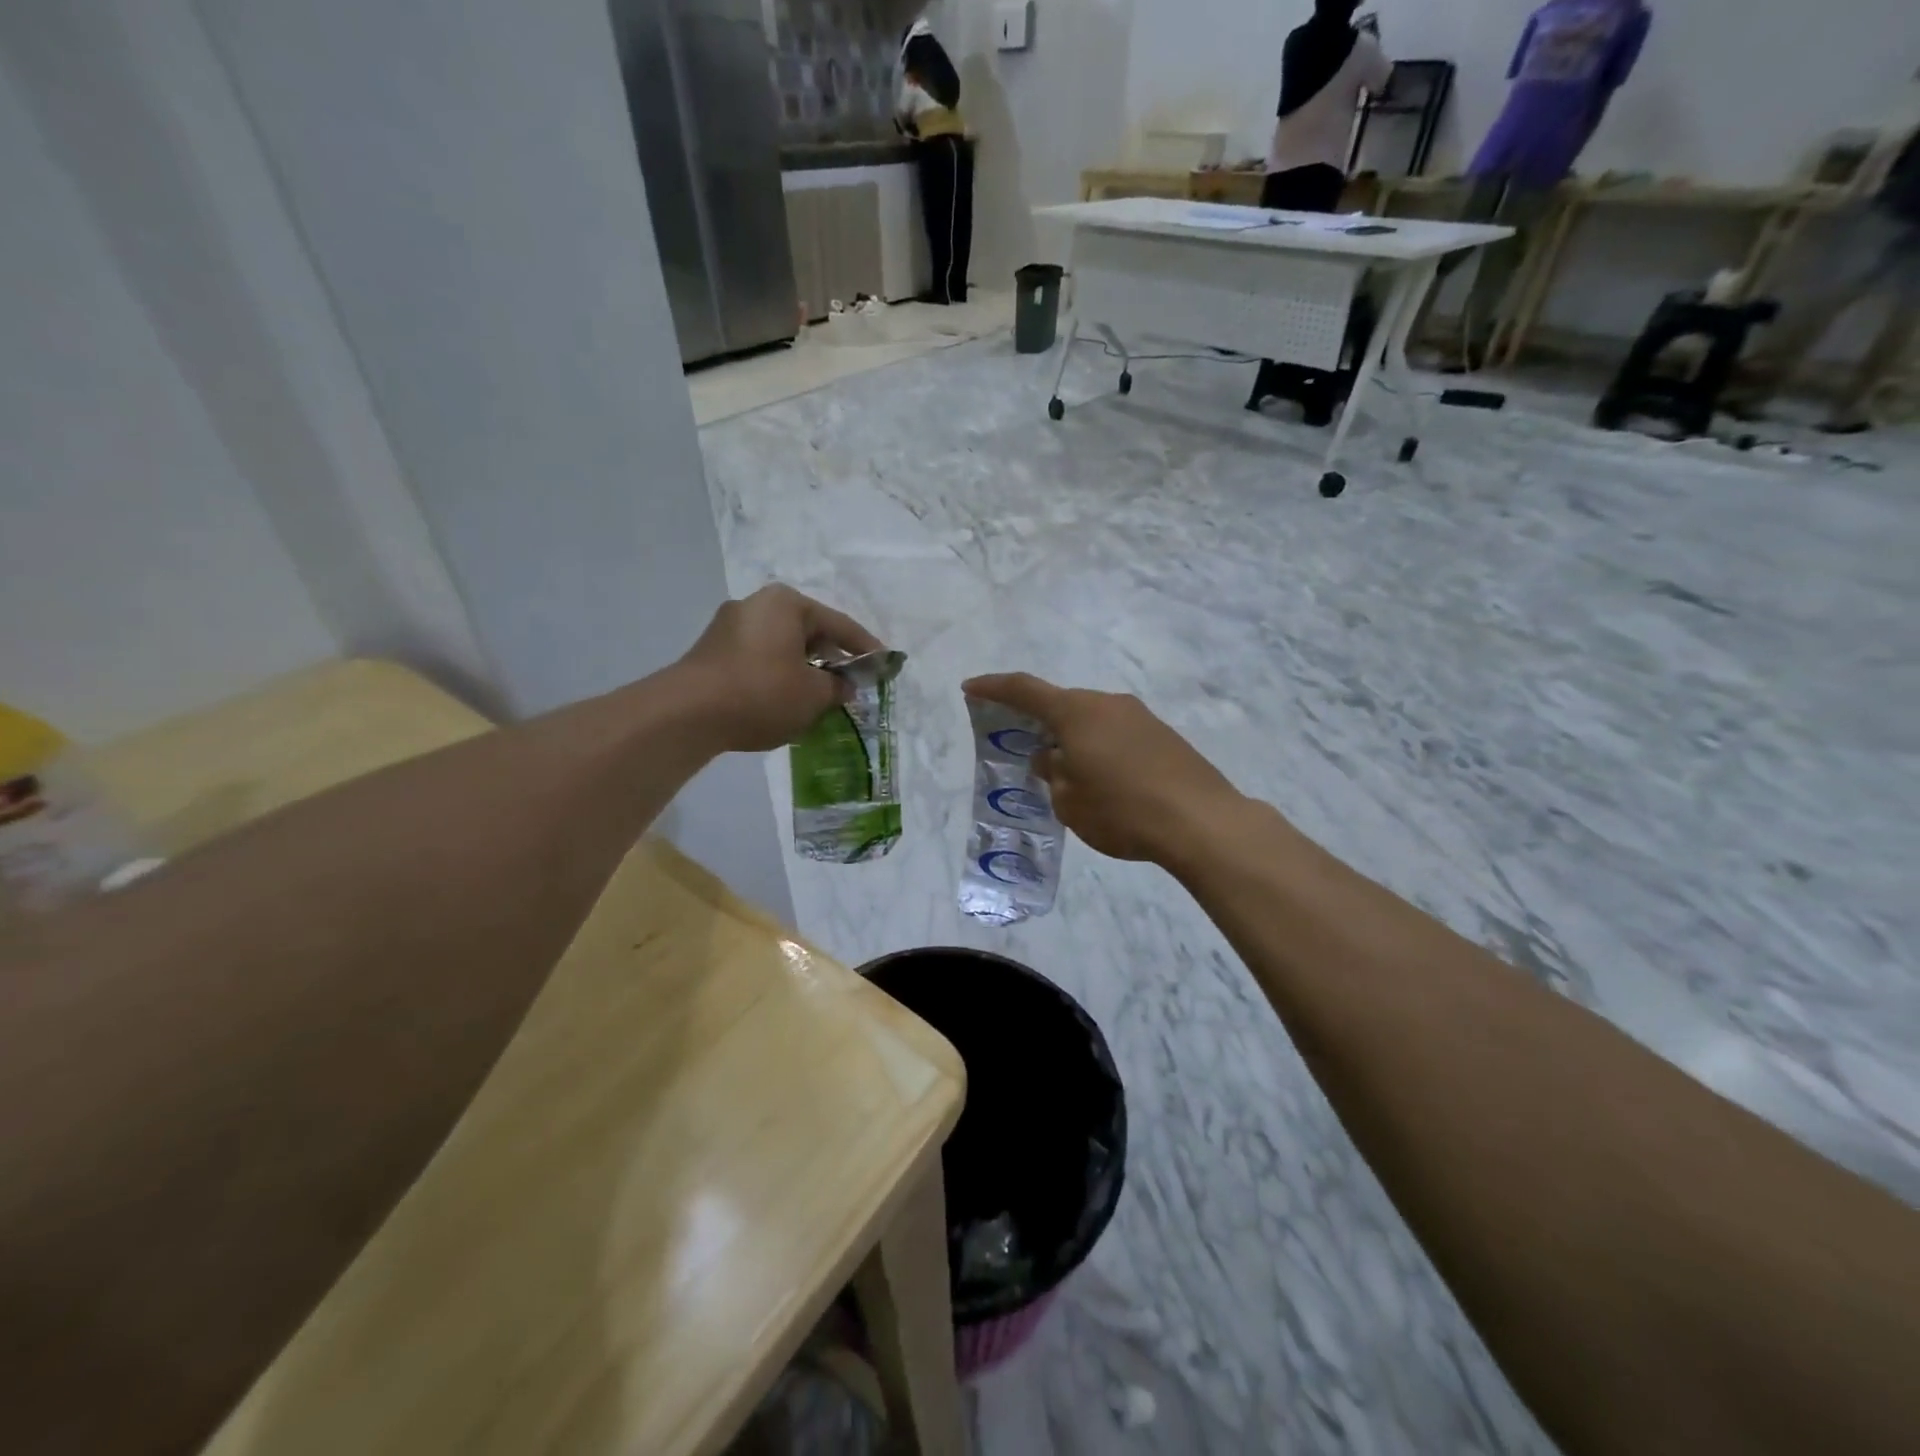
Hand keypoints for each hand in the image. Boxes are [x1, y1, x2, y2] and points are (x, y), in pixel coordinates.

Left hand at [679, 585, 883, 751]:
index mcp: (786, 604)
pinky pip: (760, 660)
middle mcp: (757, 604)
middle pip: (808, 633)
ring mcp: (730, 627)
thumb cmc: (762, 693)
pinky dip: (779, 676)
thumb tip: (843, 687)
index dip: (866, 648)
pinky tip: (787, 701)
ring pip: (783, 648)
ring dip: (804, 671)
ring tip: (821, 698)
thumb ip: (836, 688)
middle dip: (832, 660)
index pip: (839, 624)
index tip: (885, 665)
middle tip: (852, 685)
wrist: (688, 714)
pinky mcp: (713, 651)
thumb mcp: (813, 695)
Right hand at [963, 673, 1244, 866]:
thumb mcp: (1070, 801)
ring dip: (1072, 737)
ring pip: (1091, 720)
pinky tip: (1103, 778)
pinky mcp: (1163, 735)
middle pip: (1062, 705)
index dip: (994, 688)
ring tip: (1064, 771)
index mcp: (1077, 712)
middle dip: (1038, 722)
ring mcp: (1140, 716)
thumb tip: (1050, 757)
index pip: (1025, 690)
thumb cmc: (1122, 811)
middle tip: (1022, 747)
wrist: (1202, 821)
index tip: (970, 688)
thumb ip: (1051, 773)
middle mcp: (1107, 703)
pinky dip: (1099, 747)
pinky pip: (1116, 733)